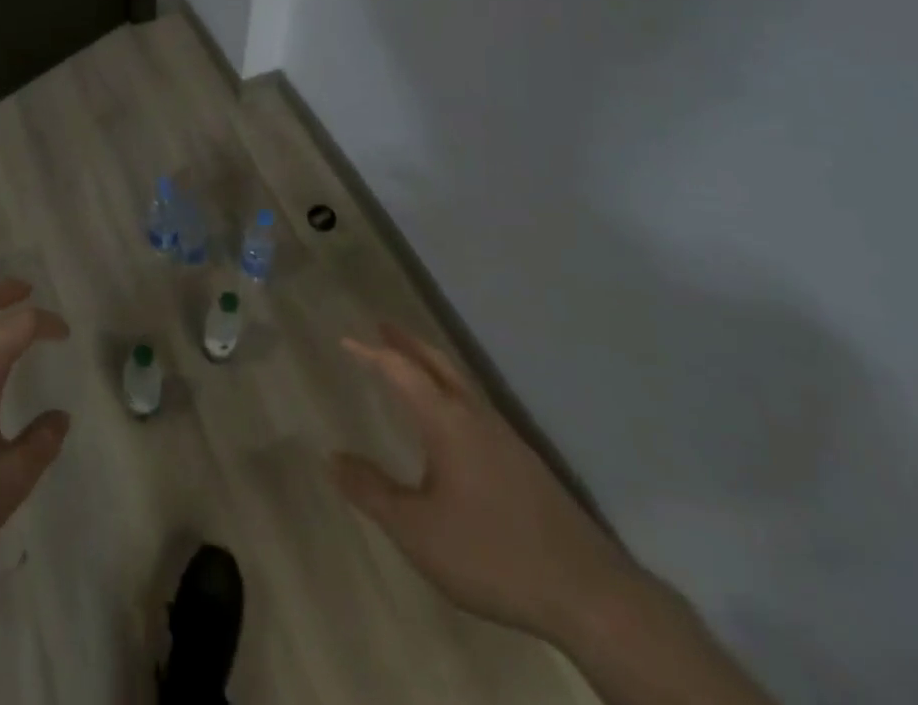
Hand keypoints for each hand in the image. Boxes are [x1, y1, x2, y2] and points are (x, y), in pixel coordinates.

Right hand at [333, 323, 633, 641]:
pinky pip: (475, 403)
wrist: (585, 591)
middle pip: (437, 362)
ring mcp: (504, 435)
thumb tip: (332, 457)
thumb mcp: (418, 531)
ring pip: (460, 381)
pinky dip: (451, 388)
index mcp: (446, 421)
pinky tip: (451, 417)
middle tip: (381, 326)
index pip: (401, 370)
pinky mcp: (523, 460)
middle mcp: (475, 415)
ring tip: (410, 361)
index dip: (371, 353)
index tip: (345, 339)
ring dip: (430, 362)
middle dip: (407, 342)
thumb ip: (372, 492)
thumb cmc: (490, 553)